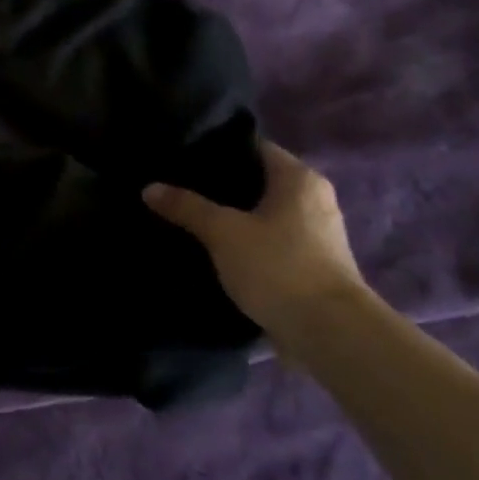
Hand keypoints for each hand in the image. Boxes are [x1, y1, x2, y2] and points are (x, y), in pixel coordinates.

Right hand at [142, 141, 366, 340]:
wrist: (329, 332)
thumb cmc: (278, 266)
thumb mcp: (222, 232)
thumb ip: (186, 207)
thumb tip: (149, 187)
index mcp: (299, 178)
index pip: (253, 147)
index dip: (218, 149)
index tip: (182, 156)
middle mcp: (314, 199)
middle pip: (258, 181)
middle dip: (220, 185)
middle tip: (177, 187)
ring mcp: (317, 233)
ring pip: (263, 213)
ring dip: (233, 216)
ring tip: (190, 217)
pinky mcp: (312, 264)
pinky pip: (271, 240)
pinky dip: (246, 241)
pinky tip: (216, 249)